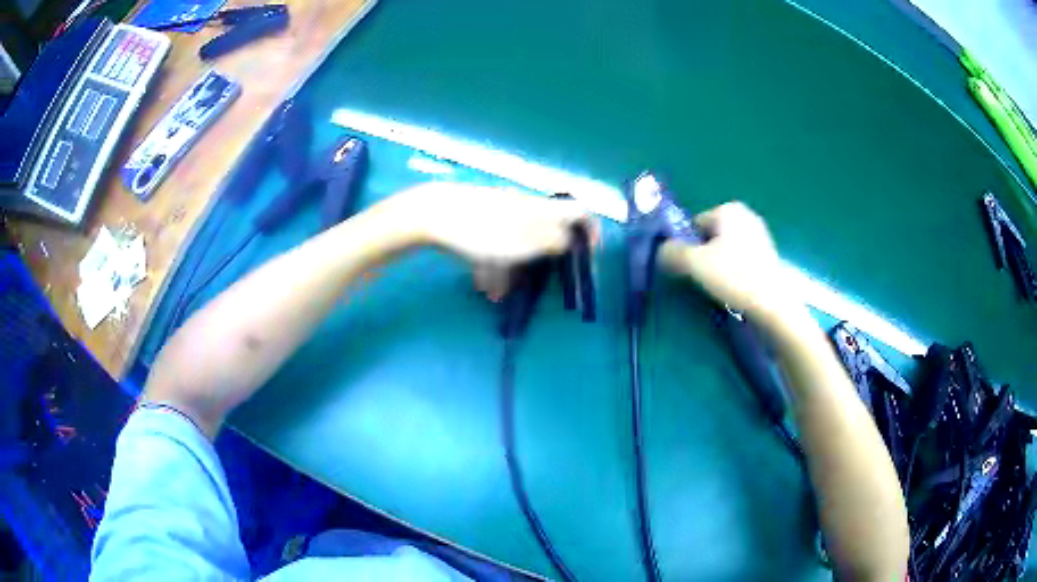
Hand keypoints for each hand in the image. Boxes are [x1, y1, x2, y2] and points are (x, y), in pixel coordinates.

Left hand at [397, 183, 597, 299]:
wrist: (432, 214)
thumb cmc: (484, 231)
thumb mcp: (526, 242)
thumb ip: (554, 241)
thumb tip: (570, 240)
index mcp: (541, 209)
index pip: (578, 211)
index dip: (589, 231)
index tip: (587, 255)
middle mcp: (523, 207)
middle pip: (544, 232)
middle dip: (541, 261)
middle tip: (538, 283)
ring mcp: (498, 212)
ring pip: (515, 243)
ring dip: (512, 269)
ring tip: (499, 294)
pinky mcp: (476, 220)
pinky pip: (492, 245)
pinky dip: (491, 264)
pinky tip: (481, 285)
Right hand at [660, 202, 805, 324]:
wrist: (772, 303)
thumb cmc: (733, 276)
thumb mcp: (694, 263)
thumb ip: (672, 252)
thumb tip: (662, 251)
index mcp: (728, 209)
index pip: (694, 226)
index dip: (688, 248)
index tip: (692, 269)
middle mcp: (745, 215)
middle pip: (710, 237)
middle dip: (704, 255)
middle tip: (706, 278)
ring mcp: (760, 234)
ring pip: (726, 249)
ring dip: (719, 265)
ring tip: (722, 286)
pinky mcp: (768, 254)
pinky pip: (740, 259)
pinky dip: (735, 271)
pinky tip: (737, 288)